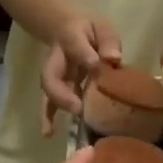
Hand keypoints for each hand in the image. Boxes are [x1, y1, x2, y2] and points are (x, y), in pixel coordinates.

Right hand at [39, 15, 122, 133]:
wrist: (69, 29)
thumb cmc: (89, 30)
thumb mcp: (101, 28)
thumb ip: (108, 41)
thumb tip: (114, 58)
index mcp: (70, 39)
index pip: (75, 46)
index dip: (84, 56)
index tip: (95, 66)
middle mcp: (58, 61)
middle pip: (52, 78)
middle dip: (63, 95)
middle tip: (79, 109)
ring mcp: (57, 76)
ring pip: (49, 93)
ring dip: (51, 112)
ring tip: (50, 131)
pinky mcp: (59, 88)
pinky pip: (50, 102)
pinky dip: (48, 118)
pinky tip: (48, 134)